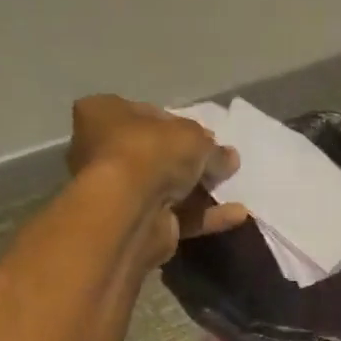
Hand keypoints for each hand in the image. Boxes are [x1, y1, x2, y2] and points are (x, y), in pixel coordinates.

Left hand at [67, 95, 246, 263]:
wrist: (130, 211)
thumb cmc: (150, 153)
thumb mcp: (191, 136)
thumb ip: (212, 147)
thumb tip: (227, 157)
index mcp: (103, 114)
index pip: (146, 114)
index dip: (179, 125)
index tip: (206, 136)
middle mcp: (103, 152)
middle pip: (156, 154)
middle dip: (190, 161)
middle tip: (221, 162)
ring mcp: (119, 193)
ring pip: (168, 188)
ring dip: (202, 190)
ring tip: (234, 186)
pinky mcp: (138, 225)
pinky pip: (178, 217)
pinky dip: (206, 216)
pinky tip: (237, 214)